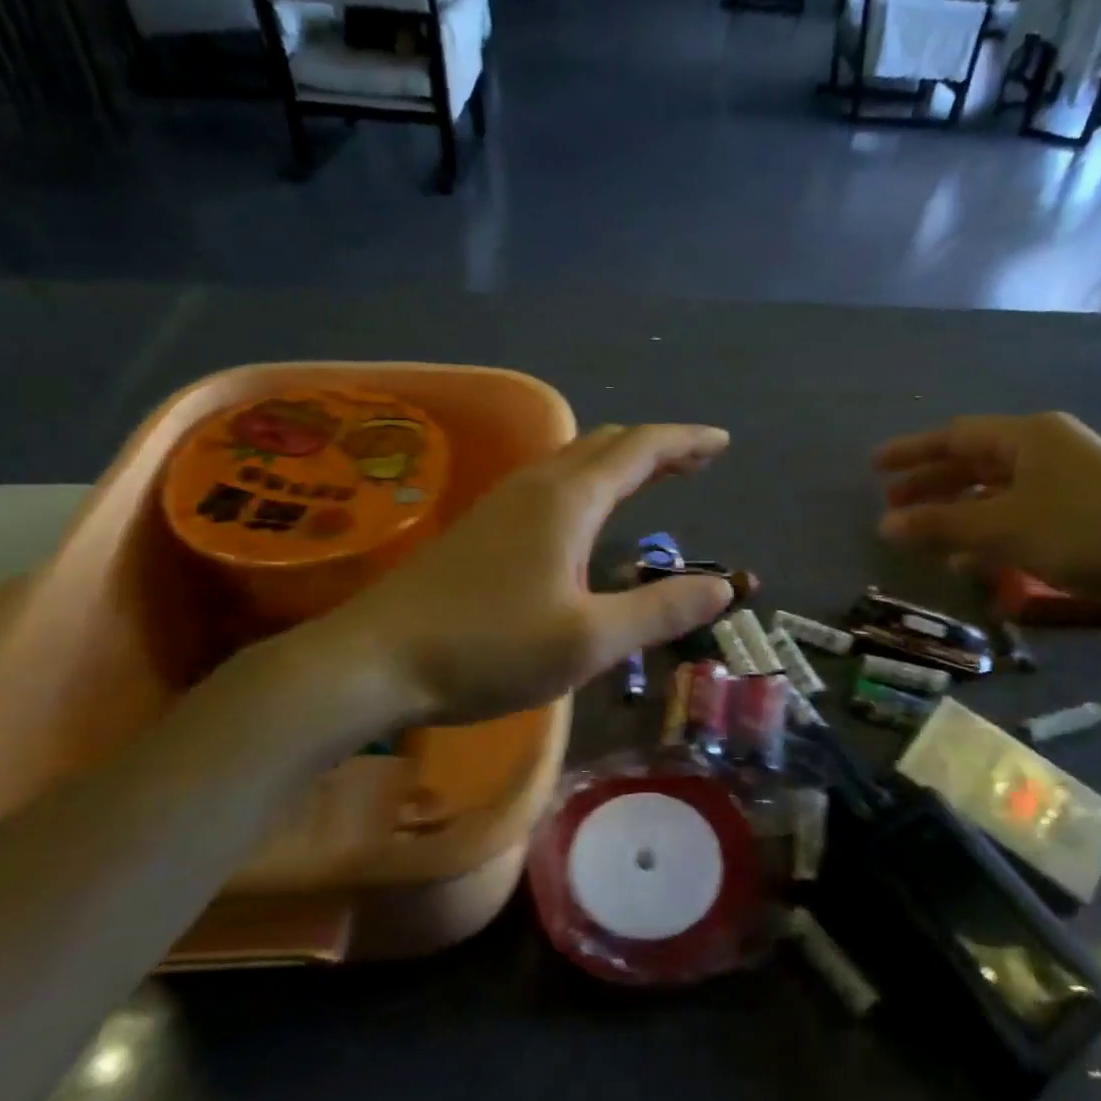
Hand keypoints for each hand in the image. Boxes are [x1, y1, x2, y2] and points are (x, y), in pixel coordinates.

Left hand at [266, 423, 734, 731]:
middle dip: (657, 447)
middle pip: (607, 445)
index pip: (640, 450)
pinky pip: (551, 483)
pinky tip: (586, 516)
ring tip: (652, 478)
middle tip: (696, 461)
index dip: (686, 441)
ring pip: (574, 461)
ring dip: (620, 462)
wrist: (376, 659)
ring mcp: (502, 504)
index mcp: (568, 500)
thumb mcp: (589, 640)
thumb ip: (659, 610)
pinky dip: (589, 483)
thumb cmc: (488, 648)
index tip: (722, 443)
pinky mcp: (480, 527)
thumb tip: (724, 586)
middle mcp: (536, 486)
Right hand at [873, 412, 1100, 632]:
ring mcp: (1069, 484)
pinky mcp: (1084, 518)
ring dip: (957, 514)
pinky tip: (971, 562)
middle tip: (892, 504)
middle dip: (931, 484)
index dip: (912, 452)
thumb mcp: (1004, 527)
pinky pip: (1020, 518)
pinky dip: (990, 536)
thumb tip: (884, 525)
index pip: (955, 436)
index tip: (874, 467)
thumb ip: (941, 524)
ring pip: (996, 493)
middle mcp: (1048, 451)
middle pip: (974, 462)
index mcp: (1029, 436)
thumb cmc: (1088, 532)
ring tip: (922, 537)